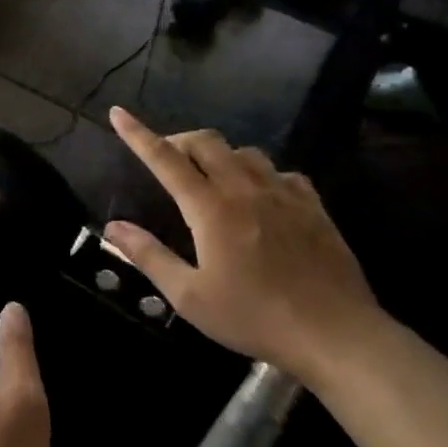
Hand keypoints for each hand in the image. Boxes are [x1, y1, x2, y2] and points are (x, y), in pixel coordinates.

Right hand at [102, 108, 384, 386]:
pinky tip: (260, 195)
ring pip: (245, 152)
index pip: (165, 159)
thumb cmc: (254, 317)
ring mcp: (284, 194)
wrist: (335, 334)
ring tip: (210, 176)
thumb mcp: (189, 297)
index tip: (118, 113)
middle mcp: (246, 189)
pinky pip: (281, 172)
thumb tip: (112, 227)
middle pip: (207, 142)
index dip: (138, 135)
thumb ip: (149, 256)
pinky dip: (260, 174)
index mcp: (211, 208)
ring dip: (219, 155)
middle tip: (166, 158)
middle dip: (180, 140)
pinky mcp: (313, 207)